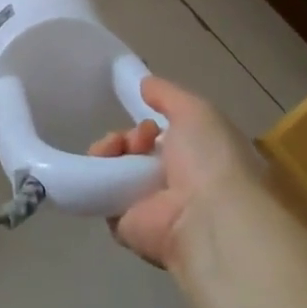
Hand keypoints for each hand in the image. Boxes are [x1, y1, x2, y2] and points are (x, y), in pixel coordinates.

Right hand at [89, 76, 257, 270]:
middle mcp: (175, 184)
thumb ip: (168, 94)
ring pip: (116, 168)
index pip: (166, 139)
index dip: (151, 124)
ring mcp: (149, 206)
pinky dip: (96, 176)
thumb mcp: (196, 111)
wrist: (206, 217)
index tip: (150, 121)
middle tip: (137, 138)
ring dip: (111, 149)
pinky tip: (105, 166)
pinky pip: (101, 193)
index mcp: (199, 161)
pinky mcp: (125, 224)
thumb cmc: (210, 160)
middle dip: (130, 136)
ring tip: (118, 148)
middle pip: (137, 151)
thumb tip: (145, 83)